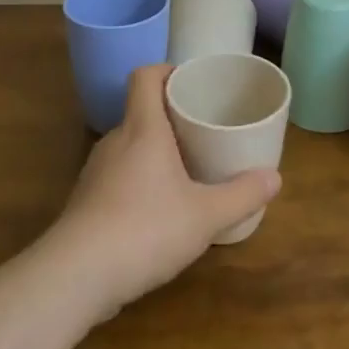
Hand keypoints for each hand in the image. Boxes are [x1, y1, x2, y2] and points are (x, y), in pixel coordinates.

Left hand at [48, 65, 280, 322]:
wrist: (74, 278)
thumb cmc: (144, 229)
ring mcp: (95, 173)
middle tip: (204, 129)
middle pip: (141, 111)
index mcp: (143, 128)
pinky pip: (118, 177)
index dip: (167, 71)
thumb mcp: (205, 215)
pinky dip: (139, 181)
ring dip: (156, 151)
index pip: (145, 76)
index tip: (193, 83)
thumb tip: (275, 178)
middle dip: (172, 116)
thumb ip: (242, 195)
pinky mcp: (85, 204)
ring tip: (187, 169)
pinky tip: (158, 210)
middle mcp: (115, 142)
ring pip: (130, 147)